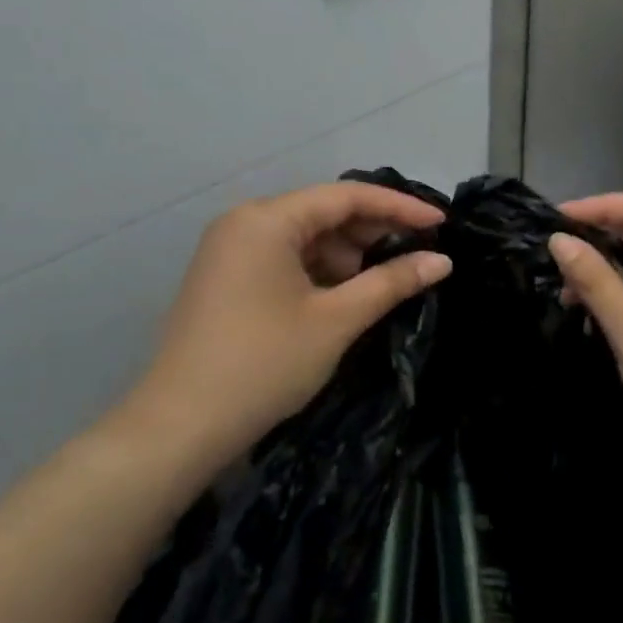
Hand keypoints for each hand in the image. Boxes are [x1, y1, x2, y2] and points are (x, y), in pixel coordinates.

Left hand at [123, 183, 451, 465]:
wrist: (180, 426)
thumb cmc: (264, 364)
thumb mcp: (336, 320)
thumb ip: (391, 282)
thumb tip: (442, 262)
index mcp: (267, 219)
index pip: (345, 196)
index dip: (398, 207)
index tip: (440, 224)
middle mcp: (245, 222)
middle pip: (322, 213)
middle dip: (371, 233)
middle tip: (417, 256)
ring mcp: (230, 250)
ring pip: (304, 238)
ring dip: (346, 256)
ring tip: (384, 282)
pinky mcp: (226, 277)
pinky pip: (283, 259)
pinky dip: (318, 272)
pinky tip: (345, 295)